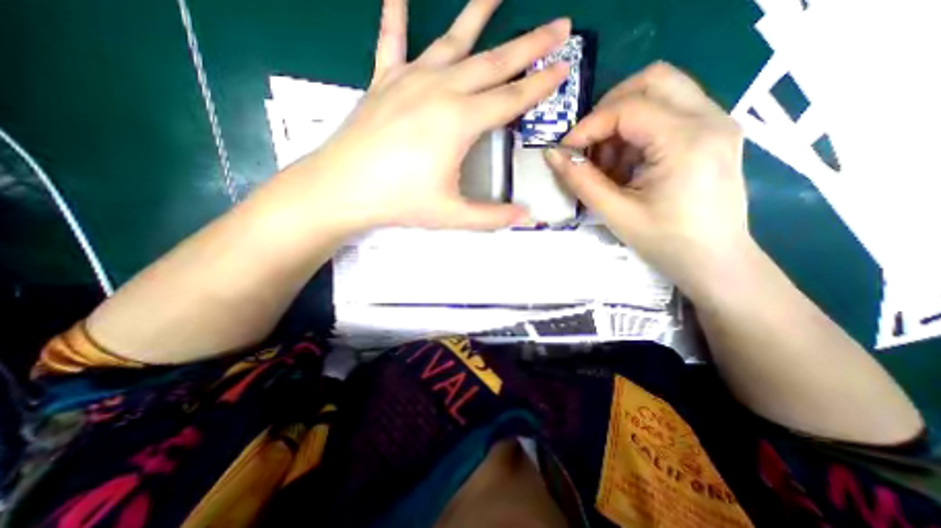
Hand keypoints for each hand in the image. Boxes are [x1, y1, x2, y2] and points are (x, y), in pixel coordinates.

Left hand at [293, 0, 568, 233]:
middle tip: (559, 25)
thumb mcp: (451, 214)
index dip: (542, 84)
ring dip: (478, 13)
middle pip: (495, 62)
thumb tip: (525, 218)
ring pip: (452, 40)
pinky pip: (392, 40)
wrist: (341, 188)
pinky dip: (396, 14)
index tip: (565, 65)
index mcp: (460, 121)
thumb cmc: (399, 201)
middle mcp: (440, 89)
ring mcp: (410, 80)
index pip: (512, 98)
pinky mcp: (384, 82)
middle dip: (531, 44)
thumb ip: (491, 216)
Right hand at [545, 63, 751, 296]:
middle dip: (608, 109)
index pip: (628, 108)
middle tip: (588, 144)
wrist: (715, 262)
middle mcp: (710, 118)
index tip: (566, 151)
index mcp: (687, 141)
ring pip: (661, 92)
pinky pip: (669, 112)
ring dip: (623, 121)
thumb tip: (551, 155)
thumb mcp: (616, 213)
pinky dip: (638, 131)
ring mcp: (717, 123)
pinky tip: (628, 165)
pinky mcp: (713, 133)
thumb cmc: (666, 243)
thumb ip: (580, 180)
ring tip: (608, 163)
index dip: (588, 126)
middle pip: (652, 80)